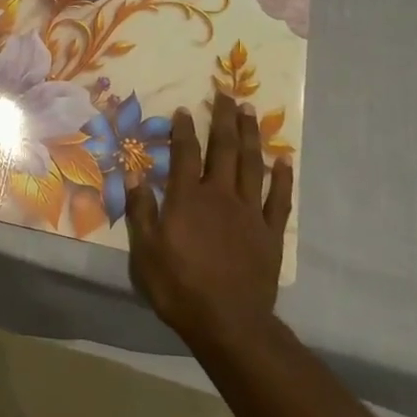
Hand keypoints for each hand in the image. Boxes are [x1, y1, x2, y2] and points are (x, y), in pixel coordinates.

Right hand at [125, 93, 292, 345]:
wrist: (227, 322)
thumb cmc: (178, 287)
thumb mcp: (145, 252)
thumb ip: (140, 211)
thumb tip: (133, 176)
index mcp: (187, 198)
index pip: (185, 154)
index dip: (183, 130)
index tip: (183, 109)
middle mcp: (220, 195)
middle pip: (223, 148)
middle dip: (222, 119)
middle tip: (224, 94)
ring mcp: (249, 212)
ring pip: (251, 164)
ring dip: (250, 135)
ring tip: (250, 111)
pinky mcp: (270, 232)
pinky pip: (278, 199)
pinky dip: (281, 178)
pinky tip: (283, 160)